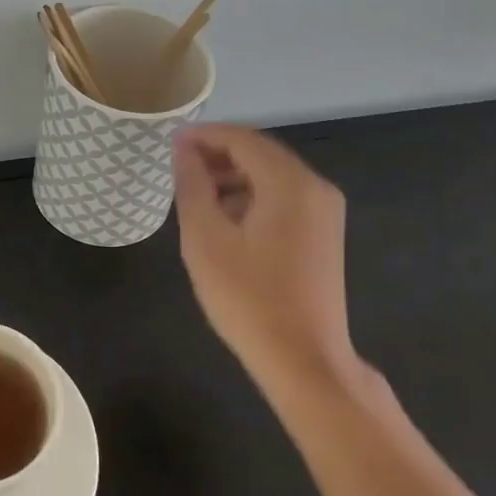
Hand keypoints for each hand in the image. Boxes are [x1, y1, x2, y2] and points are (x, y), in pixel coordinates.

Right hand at [172, 124, 363, 394]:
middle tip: (179, 167)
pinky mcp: (324, 234)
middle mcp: (315, 187)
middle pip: (260, 152)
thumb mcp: (206, 238)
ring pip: (272, 175)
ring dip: (234, 175)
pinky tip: (226, 217)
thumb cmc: (248, 298)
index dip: (204, 135)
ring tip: (196, 192)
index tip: (170, 143)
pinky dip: (253, 195)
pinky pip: (284, 197)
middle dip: (218, 154)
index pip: (242, 139)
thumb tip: (184, 149)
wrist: (303, 360)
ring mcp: (325, 211)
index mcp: (290, 183)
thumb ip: (192, 185)